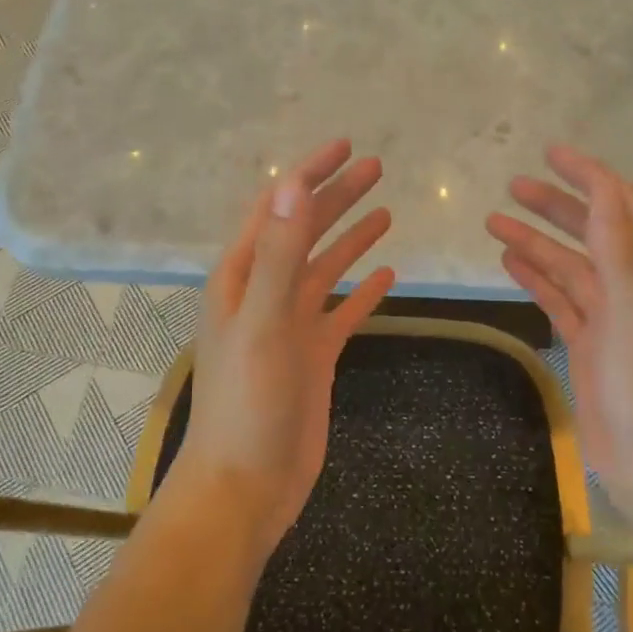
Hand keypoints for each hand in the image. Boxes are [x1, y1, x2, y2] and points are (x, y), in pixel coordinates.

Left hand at [178, 139, 395, 557]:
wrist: (245, 486)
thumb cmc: (246, 403)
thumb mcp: (263, 323)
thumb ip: (281, 254)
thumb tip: (295, 184)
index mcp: (243, 277)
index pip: (278, 208)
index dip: (309, 174)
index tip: (345, 146)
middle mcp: (265, 293)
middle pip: (306, 231)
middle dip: (338, 197)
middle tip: (377, 167)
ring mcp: (291, 325)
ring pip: (326, 268)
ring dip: (352, 238)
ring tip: (386, 211)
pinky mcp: (313, 356)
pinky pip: (343, 312)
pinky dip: (364, 292)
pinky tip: (389, 275)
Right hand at [488, 146, 632, 544]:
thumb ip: (620, 250)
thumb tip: (604, 187)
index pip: (626, 207)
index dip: (591, 177)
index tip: (551, 154)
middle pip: (596, 232)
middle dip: (556, 206)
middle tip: (512, 186)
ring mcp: (615, 318)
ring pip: (572, 266)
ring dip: (538, 242)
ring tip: (494, 221)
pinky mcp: (593, 345)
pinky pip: (562, 299)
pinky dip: (538, 278)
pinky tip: (510, 262)